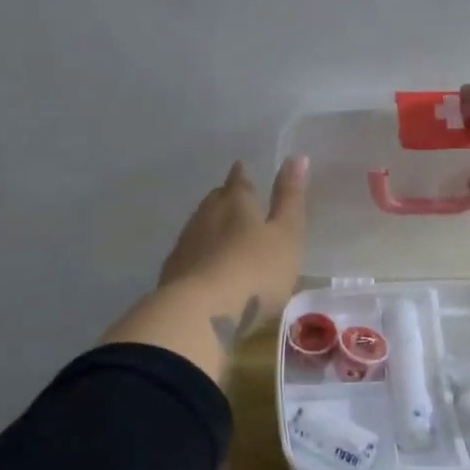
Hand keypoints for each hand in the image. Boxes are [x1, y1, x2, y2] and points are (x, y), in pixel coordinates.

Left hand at [157, 157, 308, 344]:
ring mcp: (186, 243)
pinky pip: (190, 254)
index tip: (243, 170)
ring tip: (224, 234)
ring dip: (212, 227)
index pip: (239, 180)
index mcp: (236, 202)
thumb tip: (296, 156)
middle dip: (226, 199)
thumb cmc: (255, 270)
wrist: (201, 313)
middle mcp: (206, 215)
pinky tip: (207, 266)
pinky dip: (201, 254)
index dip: (243, 175)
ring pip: (200, 226)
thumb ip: (290, 198)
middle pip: (216, 200)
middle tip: (237, 202)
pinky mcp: (173, 272)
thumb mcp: (287, 234)